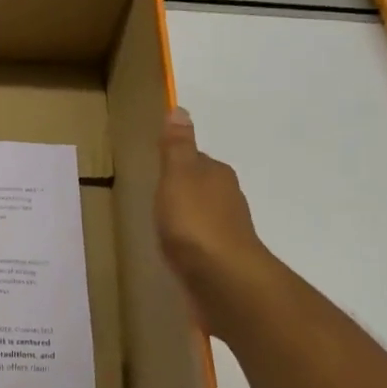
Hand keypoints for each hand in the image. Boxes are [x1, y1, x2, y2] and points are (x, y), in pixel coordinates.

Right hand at [155, 106, 270, 335]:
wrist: (222, 278)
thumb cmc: (195, 222)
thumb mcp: (177, 176)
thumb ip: (177, 146)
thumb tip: (180, 109)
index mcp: (217, 175)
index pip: (198, 160)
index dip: (179, 163)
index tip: (160, 169)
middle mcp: (228, 199)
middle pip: (203, 188)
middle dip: (185, 192)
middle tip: (158, 198)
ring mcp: (228, 232)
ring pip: (205, 217)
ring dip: (189, 220)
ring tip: (164, 227)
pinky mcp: (223, 260)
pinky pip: (203, 245)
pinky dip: (191, 245)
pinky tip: (177, 253)